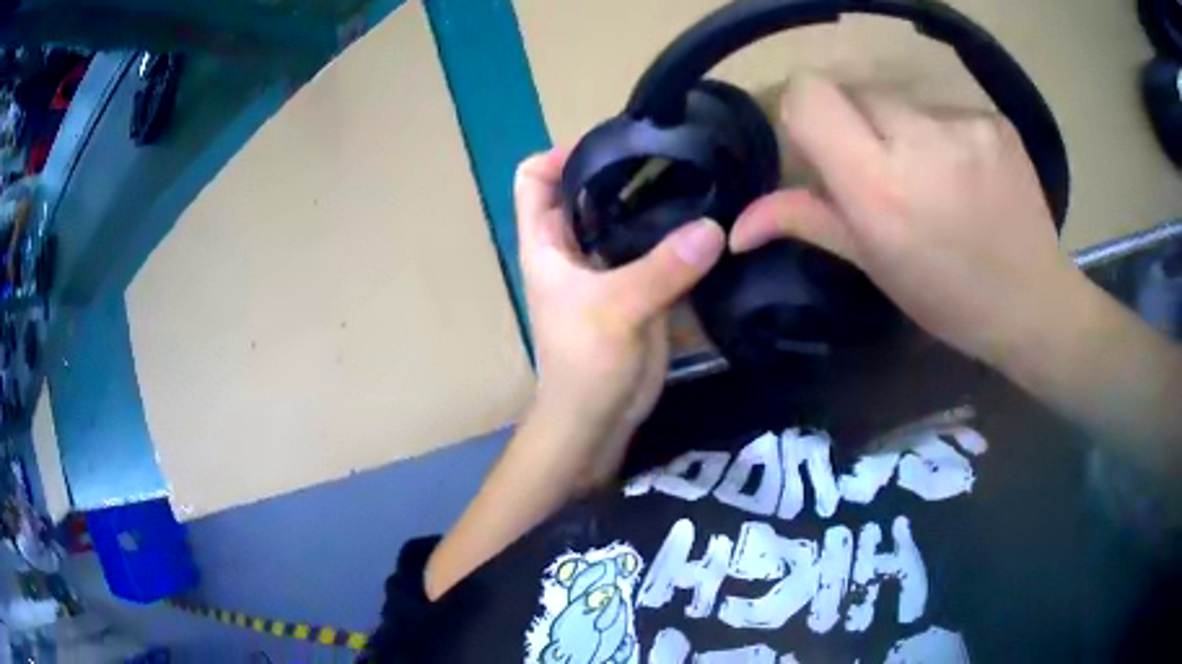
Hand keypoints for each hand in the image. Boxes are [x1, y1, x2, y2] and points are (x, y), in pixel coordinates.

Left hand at [515, 147, 724, 483]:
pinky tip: (710, 221)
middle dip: (622, 168)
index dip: (559, 155)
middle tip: (671, 151)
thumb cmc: (585, 364)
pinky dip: (678, 233)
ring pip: (627, 217)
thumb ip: (662, 269)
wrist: (598, 419)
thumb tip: (713, 227)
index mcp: (547, 242)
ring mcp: (608, 265)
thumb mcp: (615, 311)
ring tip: (698, 177)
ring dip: (656, 200)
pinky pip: (657, 247)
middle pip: (588, 189)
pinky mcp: (640, 286)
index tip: (610, 143)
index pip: (534, 178)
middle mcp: (574, 246)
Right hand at [730, 77, 1080, 364]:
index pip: (810, 94)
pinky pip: (945, 110)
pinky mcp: (994, 120)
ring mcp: (964, 125)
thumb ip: (808, 222)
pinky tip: (968, 176)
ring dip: (904, 132)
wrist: (1033, 304)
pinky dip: (945, 136)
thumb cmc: (948, 298)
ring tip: (936, 181)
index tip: (822, 147)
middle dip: (859, 127)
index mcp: (879, 185)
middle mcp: (919, 140)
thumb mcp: (875, 265)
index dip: (806, 112)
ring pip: (903, 102)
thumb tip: (738, 226)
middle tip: (887, 175)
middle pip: (856, 92)